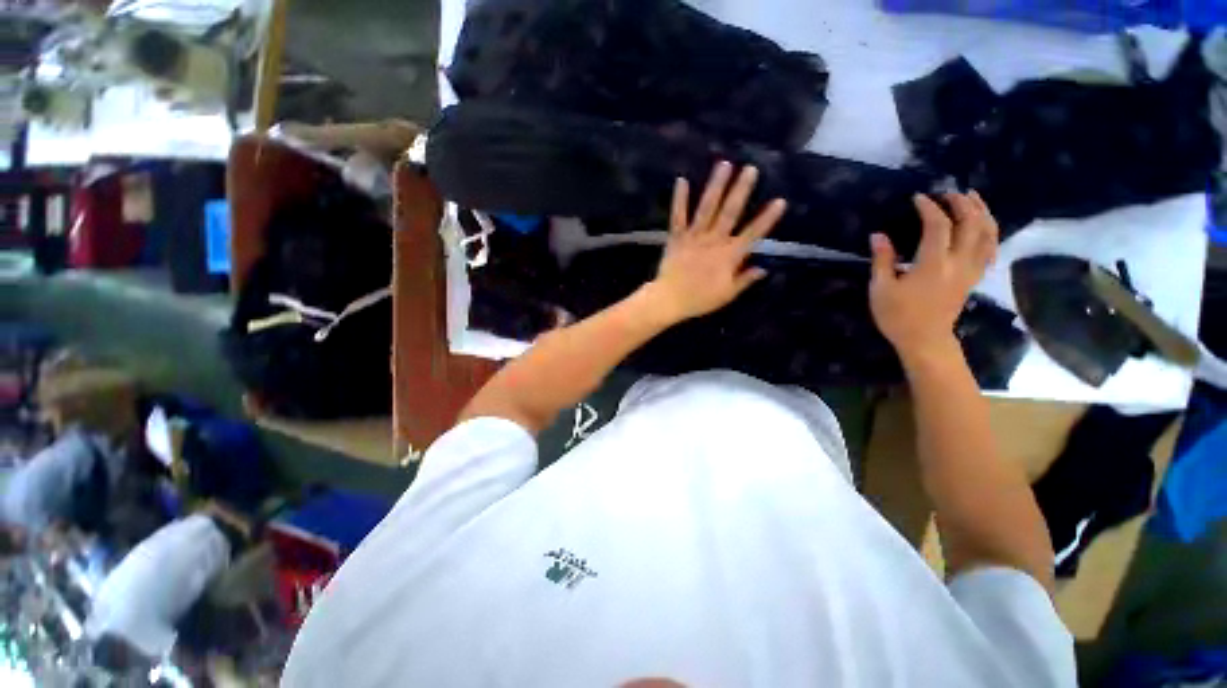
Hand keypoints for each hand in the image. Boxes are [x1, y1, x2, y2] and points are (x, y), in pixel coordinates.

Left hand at [644, 162, 786, 322]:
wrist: (670, 299)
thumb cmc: (700, 299)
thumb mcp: (727, 294)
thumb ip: (745, 279)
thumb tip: (763, 268)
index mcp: (729, 255)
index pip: (753, 234)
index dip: (767, 218)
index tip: (780, 200)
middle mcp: (714, 241)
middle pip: (730, 213)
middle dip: (741, 190)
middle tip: (750, 168)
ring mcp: (694, 237)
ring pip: (707, 208)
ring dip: (716, 186)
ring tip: (724, 165)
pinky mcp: (677, 238)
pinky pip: (678, 217)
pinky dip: (680, 200)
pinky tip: (682, 180)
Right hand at [869, 191, 997, 363]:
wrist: (924, 340)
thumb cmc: (897, 315)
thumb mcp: (881, 289)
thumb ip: (882, 260)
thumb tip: (878, 235)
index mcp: (933, 264)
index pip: (938, 226)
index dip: (929, 208)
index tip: (918, 198)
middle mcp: (958, 262)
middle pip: (971, 223)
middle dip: (962, 203)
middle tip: (947, 192)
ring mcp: (971, 269)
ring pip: (988, 233)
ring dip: (981, 211)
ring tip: (971, 198)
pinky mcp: (974, 276)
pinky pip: (991, 248)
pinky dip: (990, 232)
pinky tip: (983, 225)